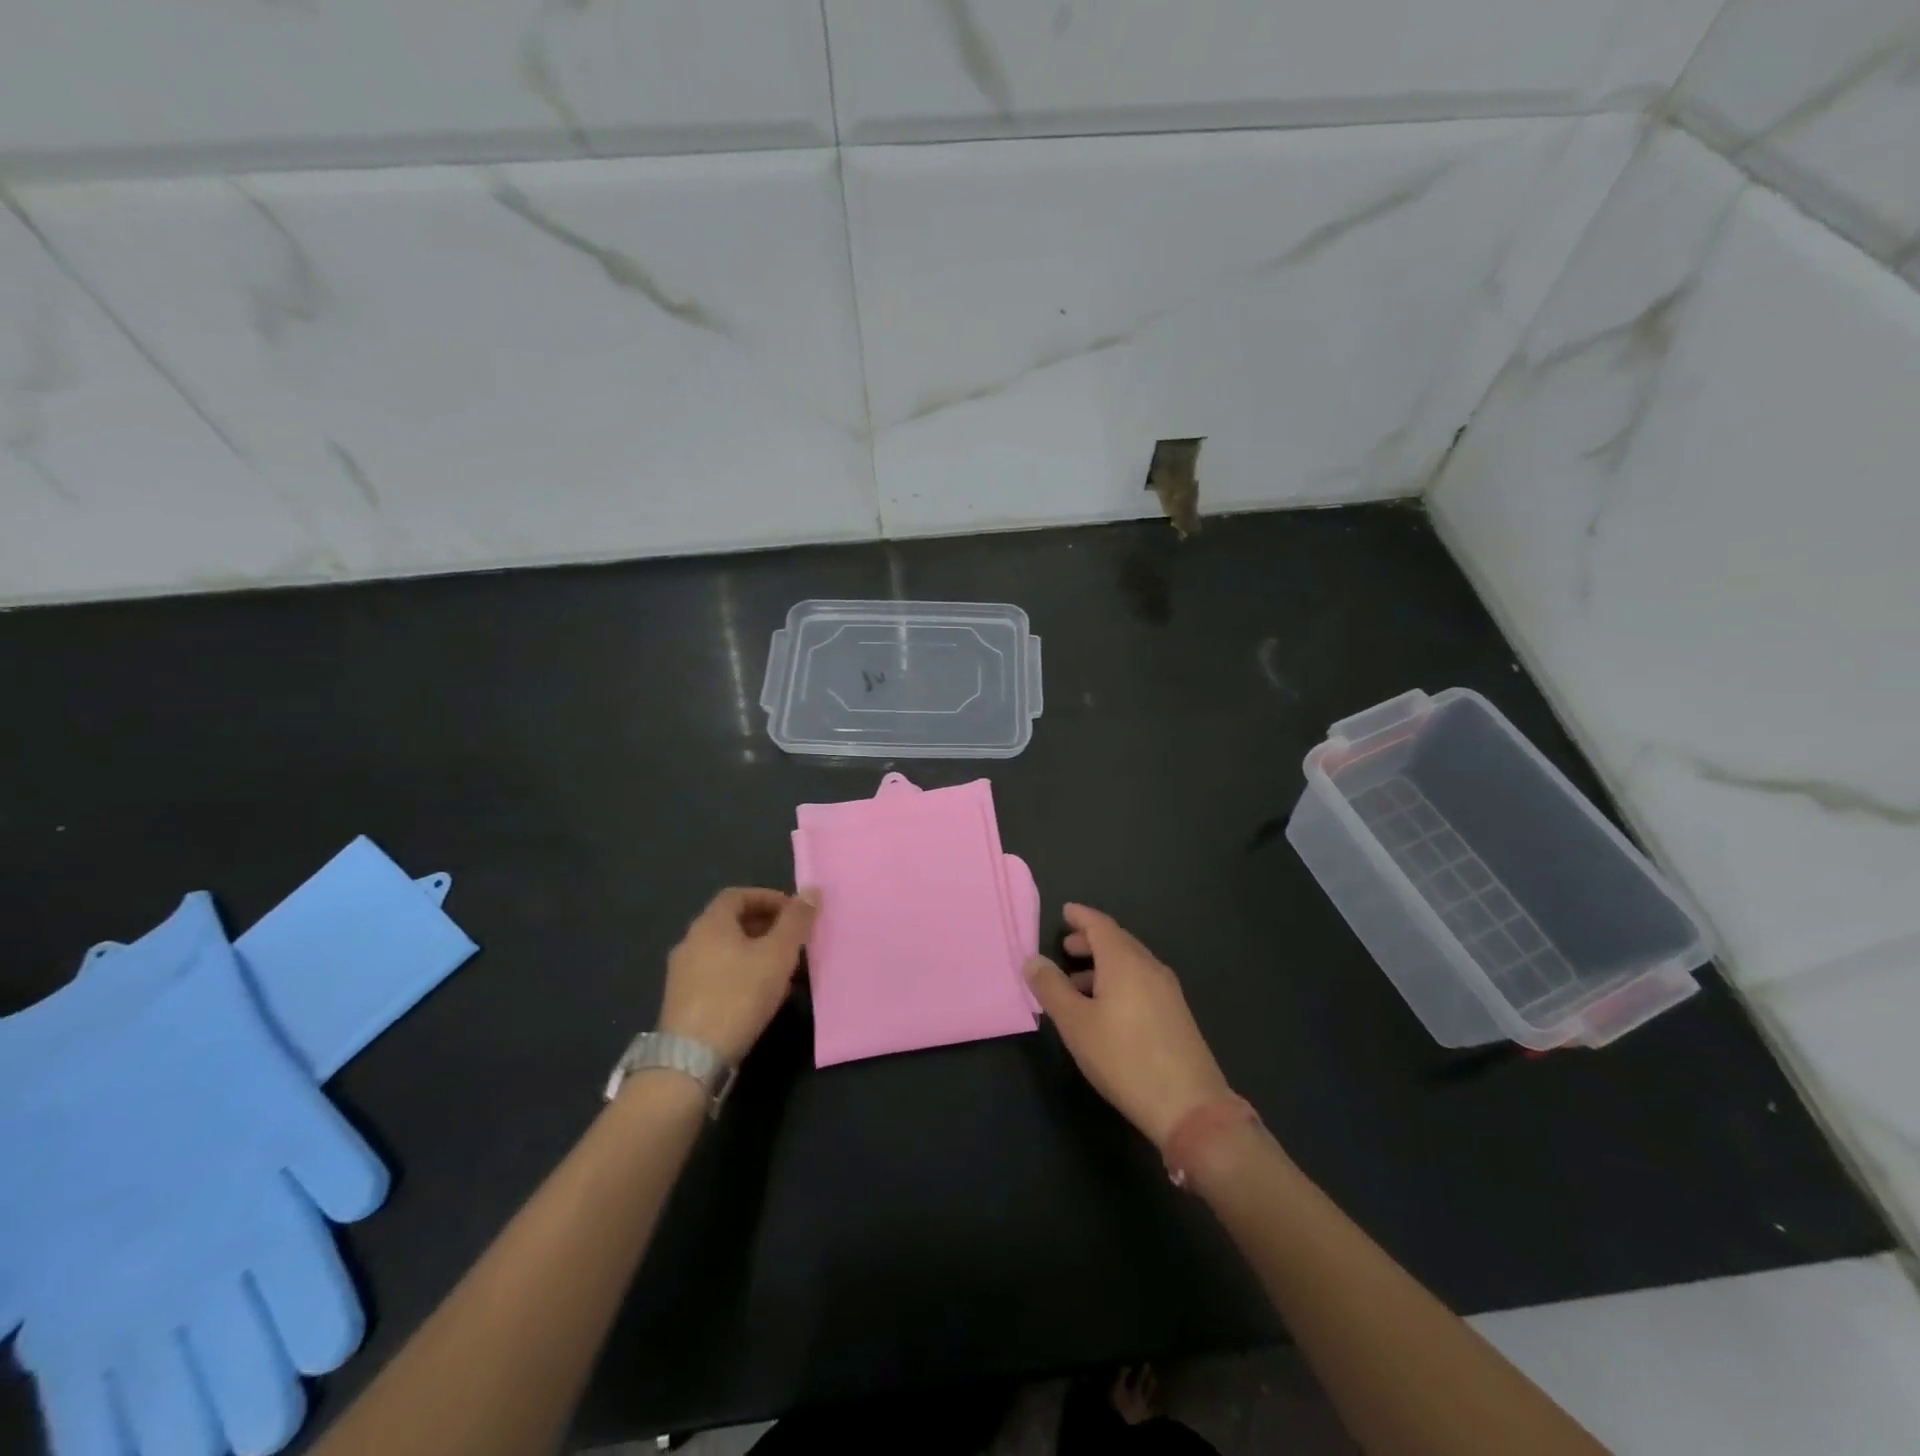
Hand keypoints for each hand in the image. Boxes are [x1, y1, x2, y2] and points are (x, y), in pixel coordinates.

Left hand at [658, 887, 817, 1063]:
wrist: (691, 1060)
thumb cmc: (739, 996)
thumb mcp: (778, 954)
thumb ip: (796, 921)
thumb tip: (812, 890)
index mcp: (710, 924)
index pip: (738, 895)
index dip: (768, 898)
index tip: (794, 912)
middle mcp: (690, 941)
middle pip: (730, 921)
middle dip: (764, 925)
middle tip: (792, 940)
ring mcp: (681, 973)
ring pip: (724, 950)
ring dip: (753, 951)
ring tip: (781, 969)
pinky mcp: (681, 1001)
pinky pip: (715, 974)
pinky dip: (739, 973)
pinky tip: (758, 996)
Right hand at [1024, 903, 1231, 1146]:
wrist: (1189, 1106)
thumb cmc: (1124, 1057)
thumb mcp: (1075, 1024)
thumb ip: (1051, 988)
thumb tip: (1033, 960)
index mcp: (1125, 961)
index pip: (1100, 925)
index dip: (1081, 916)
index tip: (1065, 911)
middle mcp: (1149, 967)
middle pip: (1117, 941)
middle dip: (1090, 940)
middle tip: (1066, 947)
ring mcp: (1168, 991)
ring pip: (1130, 963)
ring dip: (1103, 964)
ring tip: (1077, 982)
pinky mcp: (1176, 1014)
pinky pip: (1142, 981)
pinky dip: (1119, 980)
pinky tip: (1106, 1007)